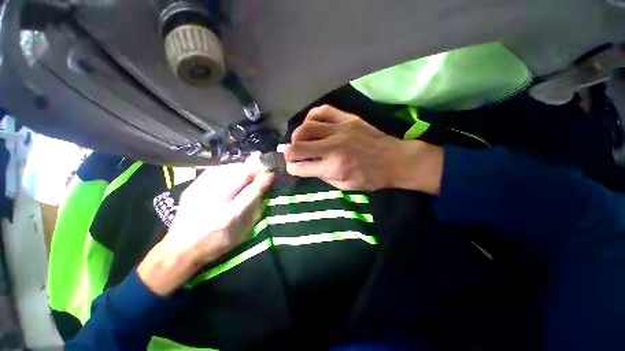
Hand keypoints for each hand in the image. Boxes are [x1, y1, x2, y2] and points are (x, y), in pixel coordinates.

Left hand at [138, 163, 273, 295]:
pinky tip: (232, 172)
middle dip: (254, 170)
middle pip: (239, 176)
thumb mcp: (241, 234)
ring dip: (241, 168)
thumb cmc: (215, 244)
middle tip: (260, 171)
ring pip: (227, 170)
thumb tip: (261, 193)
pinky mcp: (192, 188)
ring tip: (248, 172)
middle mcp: (215, 201)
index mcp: (229, 216)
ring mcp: (201, 192)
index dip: (263, 181)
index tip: (270, 175)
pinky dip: (227, 169)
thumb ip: (253, 212)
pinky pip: (214, 171)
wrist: (180, 248)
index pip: (251, 192)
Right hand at [285, 105, 442, 191]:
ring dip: (297, 135)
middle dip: (289, 152)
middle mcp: (333, 147)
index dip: (292, 168)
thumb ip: (322, 175)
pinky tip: (311, 124)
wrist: (394, 160)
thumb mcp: (344, 185)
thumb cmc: (370, 178)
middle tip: (292, 154)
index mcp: (333, 168)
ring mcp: (340, 129)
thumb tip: (306, 165)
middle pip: (298, 146)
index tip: (292, 167)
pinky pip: (321, 111)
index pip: (300, 167)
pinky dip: (311, 118)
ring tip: (299, 140)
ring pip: (306, 127)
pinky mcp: (347, 118)